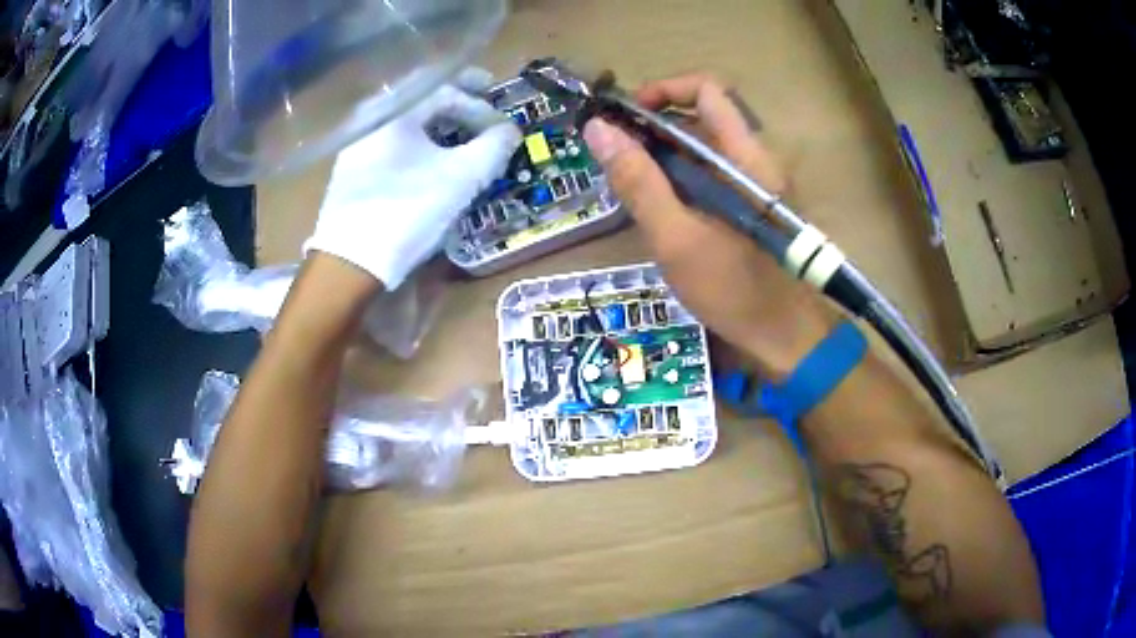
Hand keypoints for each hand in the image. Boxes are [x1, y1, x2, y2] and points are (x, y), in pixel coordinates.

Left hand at [306, 69, 522, 288]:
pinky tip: (427, 158)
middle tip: (483, 97)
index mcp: (396, 113)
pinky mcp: (351, 174)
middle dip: (457, 97)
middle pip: (421, 98)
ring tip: (459, 131)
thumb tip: (510, 132)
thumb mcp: (461, 178)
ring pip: (404, 121)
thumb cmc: (407, 211)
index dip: (481, 108)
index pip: (447, 93)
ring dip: (436, 121)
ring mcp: (357, 148)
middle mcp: (372, 121)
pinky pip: (391, 142)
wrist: (349, 264)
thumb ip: (493, 147)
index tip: (503, 128)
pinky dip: (416, 141)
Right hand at [583, 73, 837, 377]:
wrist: (786, 336)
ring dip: (665, 152)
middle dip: (655, 124)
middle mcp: (754, 158)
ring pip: (705, 145)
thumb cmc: (734, 290)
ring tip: (631, 182)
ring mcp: (755, 181)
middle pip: (702, 114)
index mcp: (744, 156)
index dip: (663, 90)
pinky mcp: (751, 202)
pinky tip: (660, 206)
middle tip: (618, 154)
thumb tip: (599, 130)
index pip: (707, 89)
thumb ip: (638, 182)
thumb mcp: (675, 238)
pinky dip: (681, 175)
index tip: (626, 117)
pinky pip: (712, 172)